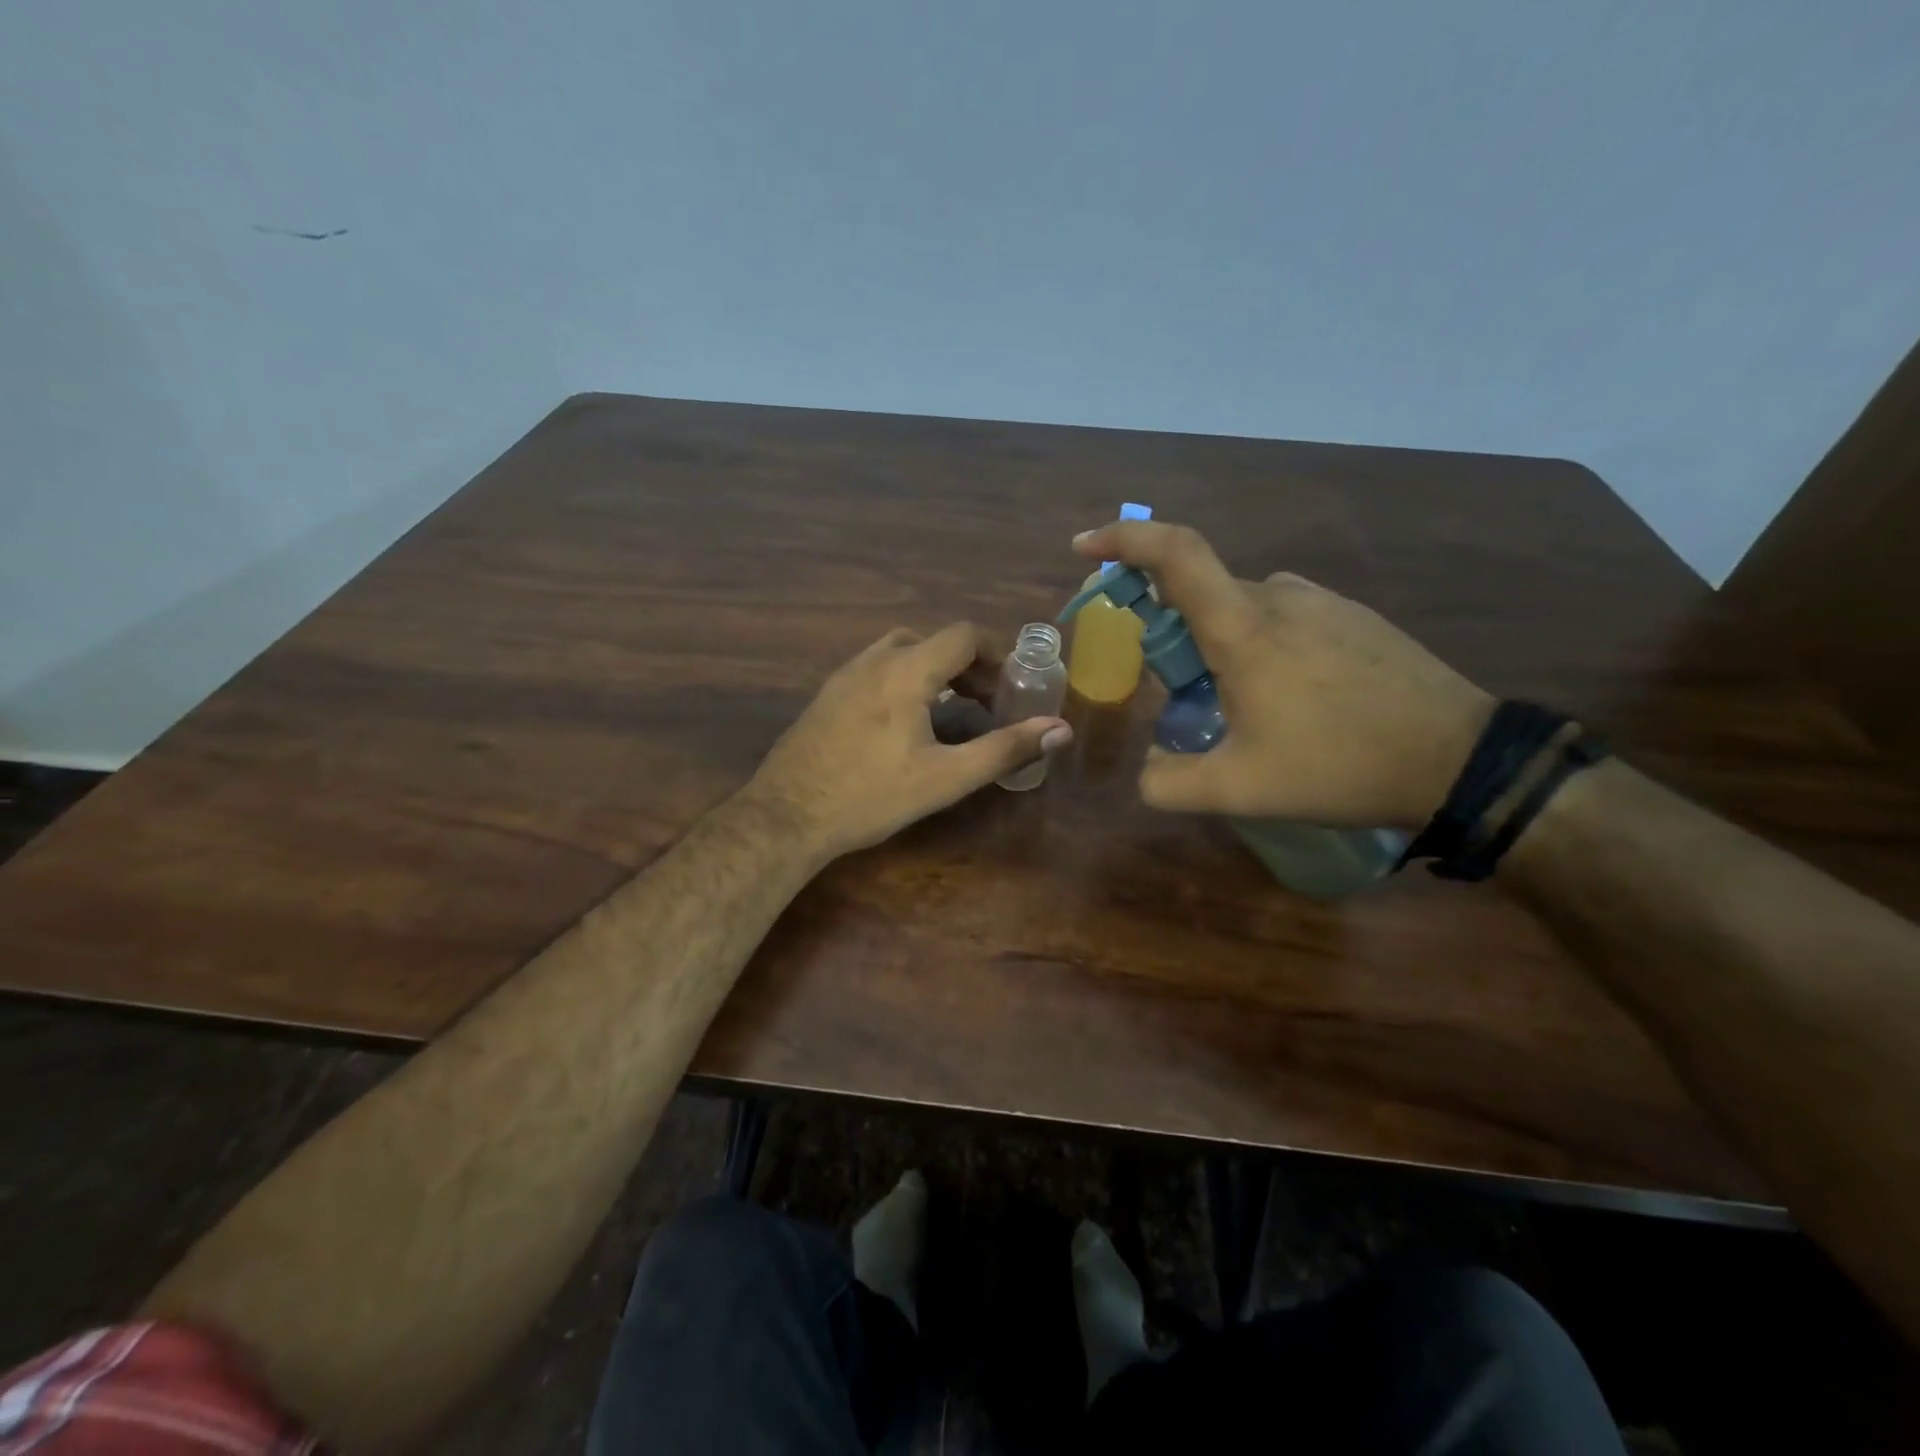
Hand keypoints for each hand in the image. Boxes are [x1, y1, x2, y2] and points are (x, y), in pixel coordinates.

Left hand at [746, 623, 1072, 860]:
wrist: (786, 815)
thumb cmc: (871, 795)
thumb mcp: (946, 778)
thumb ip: (1005, 749)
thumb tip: (1060, 729)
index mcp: (907, 670)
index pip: (964, 634)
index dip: (996, 653)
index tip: (1012, 686)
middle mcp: (874, 660)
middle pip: (933, 641)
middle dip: (968, 665)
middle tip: (985, 703)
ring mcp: (844, 675)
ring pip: (901, 653)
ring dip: (934, 671)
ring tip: (950, 711)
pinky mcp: (827, 695)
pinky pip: (876, 670)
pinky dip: (904, 680)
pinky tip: (904, 724)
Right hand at [1073, 521, 1492, 828]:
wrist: (1459, 760)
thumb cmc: (1340, 766)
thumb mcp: (1240, 791)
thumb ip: (1170, 784)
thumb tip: (1146, 772)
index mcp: (1244, 628)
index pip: (1175, 553)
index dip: (1123, 540)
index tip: (1084, 548)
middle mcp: (1279, 596)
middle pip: (1200, 592)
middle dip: (1170, 632)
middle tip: (1175, 692)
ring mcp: (1322, 601)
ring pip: (1241, 608)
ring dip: (1217, 644)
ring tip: (1238, 706)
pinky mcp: (1353, 616)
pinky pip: (1282, 616)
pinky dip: (1258, 643)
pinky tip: (1289, 698)